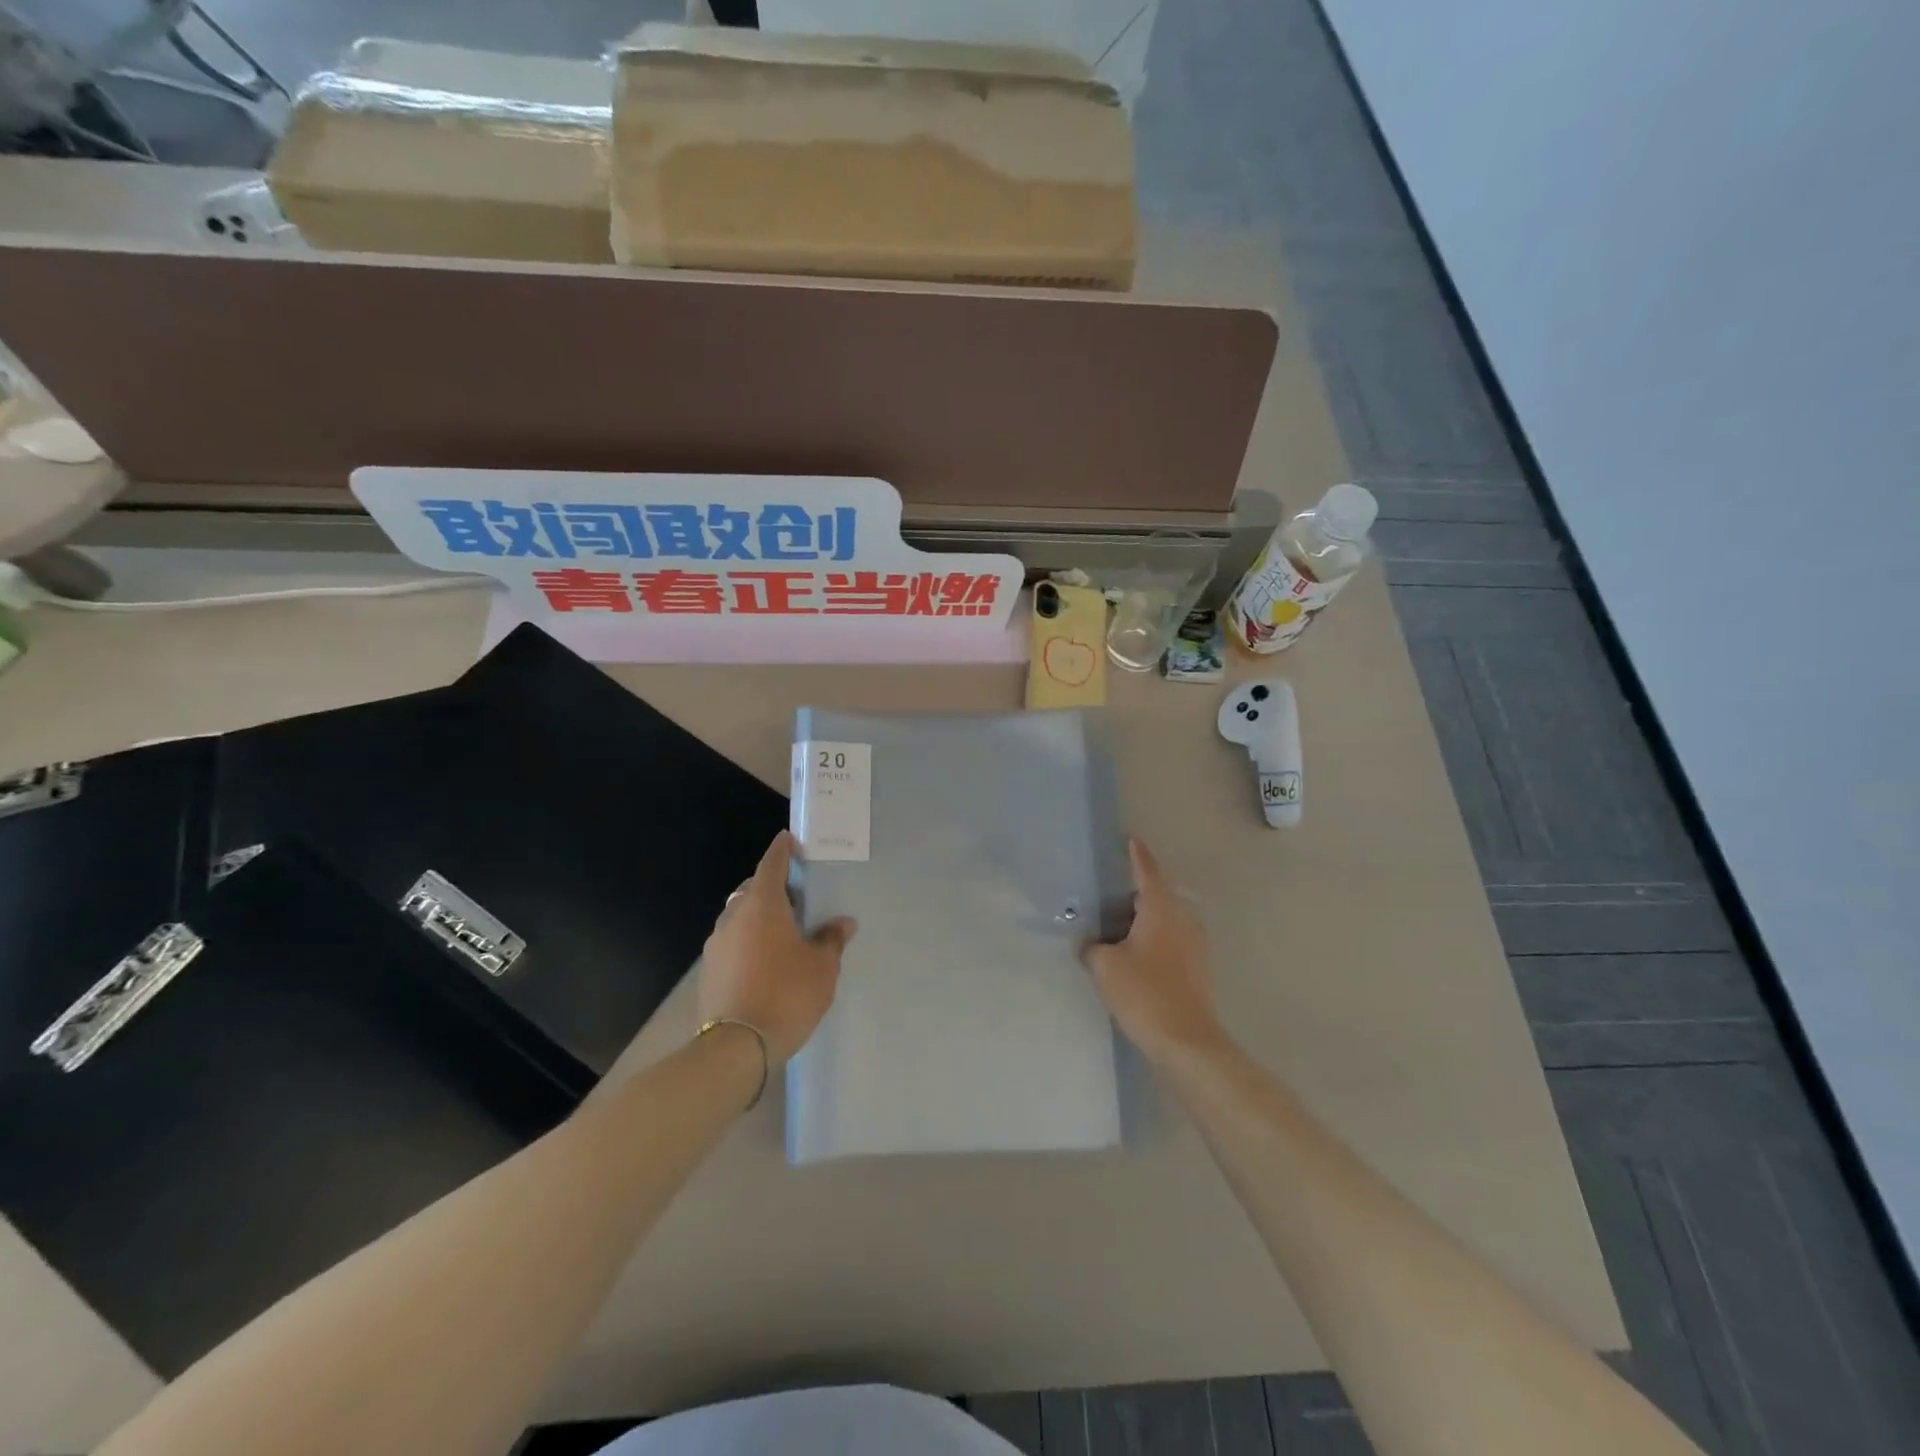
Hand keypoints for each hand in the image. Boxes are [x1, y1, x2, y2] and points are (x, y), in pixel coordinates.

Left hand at [699, 831, 855, 1064]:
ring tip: (783, 933)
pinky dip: (747, 941)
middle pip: (753, 889)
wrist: (737, 1047)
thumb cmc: (787, 994)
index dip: (783, 850)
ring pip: (739, 916)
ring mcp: (716, 943)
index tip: (791, 840)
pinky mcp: (709, 969)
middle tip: (797, 898)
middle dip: (773, 887)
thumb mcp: (822, 967)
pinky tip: (765, 962)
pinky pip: (732, 942)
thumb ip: (831, 939)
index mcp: (763, 904)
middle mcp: (734, 915)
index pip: (772, 863)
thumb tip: (842, 923)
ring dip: (758, 917)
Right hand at [1082, 838, 1227, 1065]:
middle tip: (1112, 888)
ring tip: (1119, 921)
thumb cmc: (1144, 992)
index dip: (1138, 855)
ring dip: (1146, 915)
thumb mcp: (1105, 966)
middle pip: (1161, 893)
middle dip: (1139, 888)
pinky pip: (1172, 938)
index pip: (1149, 872)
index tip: (1131, 840)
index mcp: (1161, 909)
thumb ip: (1093, 948)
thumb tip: (1091, 945)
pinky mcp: (1196, 967)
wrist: (1186, 1041)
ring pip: (1167, 918)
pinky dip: (1153, 936)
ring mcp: (1194, 944)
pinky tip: (1134, 951)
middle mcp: (1183, 919)